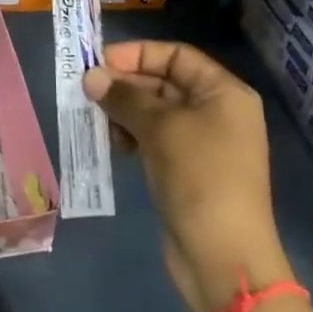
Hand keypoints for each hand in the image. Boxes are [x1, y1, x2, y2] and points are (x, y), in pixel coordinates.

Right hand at [84, 40, 290, 311]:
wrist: (223, 257)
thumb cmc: (199, 176)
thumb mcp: (160, 128)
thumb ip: (124, 97)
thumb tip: (90, 77)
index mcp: (224, 92)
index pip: (177, 55)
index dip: (138, 54)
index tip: (101, 63)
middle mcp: (217, 111)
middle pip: (165, 82)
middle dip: (126, 85)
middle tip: (88, 92)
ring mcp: (204, 143)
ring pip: (156, 112)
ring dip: (125, 112)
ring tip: (100, 122)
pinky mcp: (188, 169)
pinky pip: (156, 138)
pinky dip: (134, 136)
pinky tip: (116, 146)